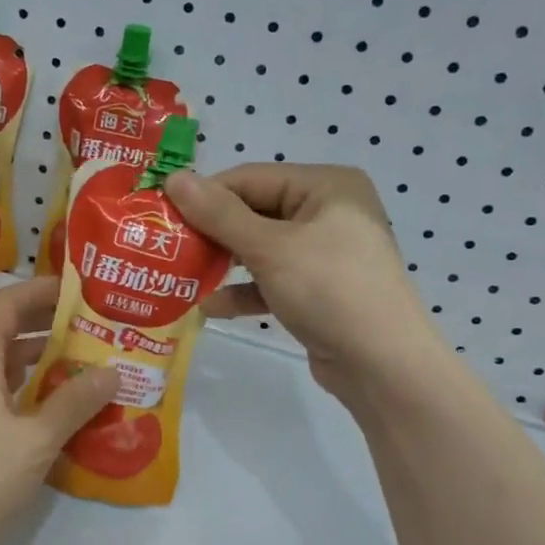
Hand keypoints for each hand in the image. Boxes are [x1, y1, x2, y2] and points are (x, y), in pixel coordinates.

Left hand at [0, 279, 119, 544]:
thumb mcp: (36, 441)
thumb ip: (75, 401)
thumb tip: (112, 371)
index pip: (6, 304)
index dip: (41, 290)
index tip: (78, 288)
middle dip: (42, 327)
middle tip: (88, 328)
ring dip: (30, 362)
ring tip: (76, 366)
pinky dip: (13, 390)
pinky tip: (42, 411)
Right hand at [166, 164, 455, 409]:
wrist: (383, 366)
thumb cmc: (329, 290)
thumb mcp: (270, 248)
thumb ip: (219, 214)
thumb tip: (174, 177)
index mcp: (326, 186)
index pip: (250, 178)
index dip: (204, 195)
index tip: (161, 216)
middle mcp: (327, 212)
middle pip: (253, 212)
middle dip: (211, 234)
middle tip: (167, 248)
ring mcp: (324, 254)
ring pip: (260, 249)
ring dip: (222, 264)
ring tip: (180, 277)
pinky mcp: (318, 290)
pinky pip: (271, 280)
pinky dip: (243, 291)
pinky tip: (210, 307)